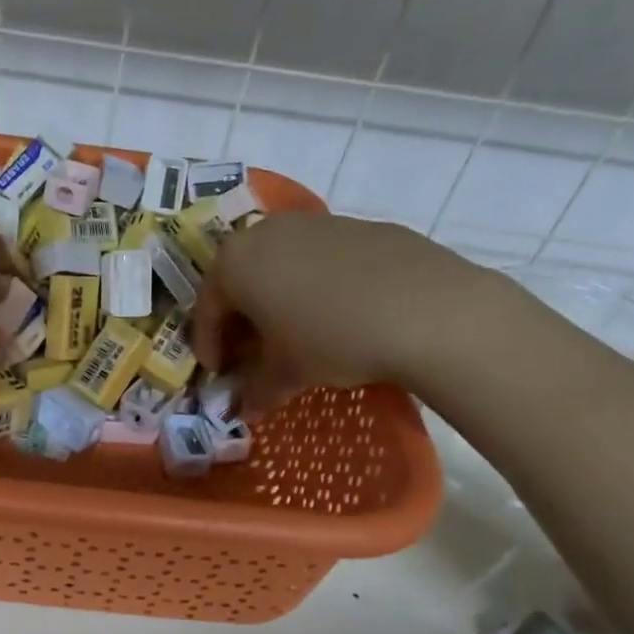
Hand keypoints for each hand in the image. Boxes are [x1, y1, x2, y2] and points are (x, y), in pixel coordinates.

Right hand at [192, 215, 499, 410]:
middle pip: (240, 280)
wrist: (427, 309)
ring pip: (279, 265)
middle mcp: (266, 232)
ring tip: (294, 335)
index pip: (207, 309)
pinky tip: (337, 315)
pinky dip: (314, 286)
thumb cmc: (331, 339)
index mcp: (235, 263)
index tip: (218, 373)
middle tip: (251, 355)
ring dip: (277, 301)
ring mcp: (314, 223)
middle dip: (241, 321)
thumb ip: (257, 391)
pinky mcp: (357, 225)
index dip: (209, 346)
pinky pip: (319, 259)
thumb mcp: (287, 373)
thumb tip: (245, 410)